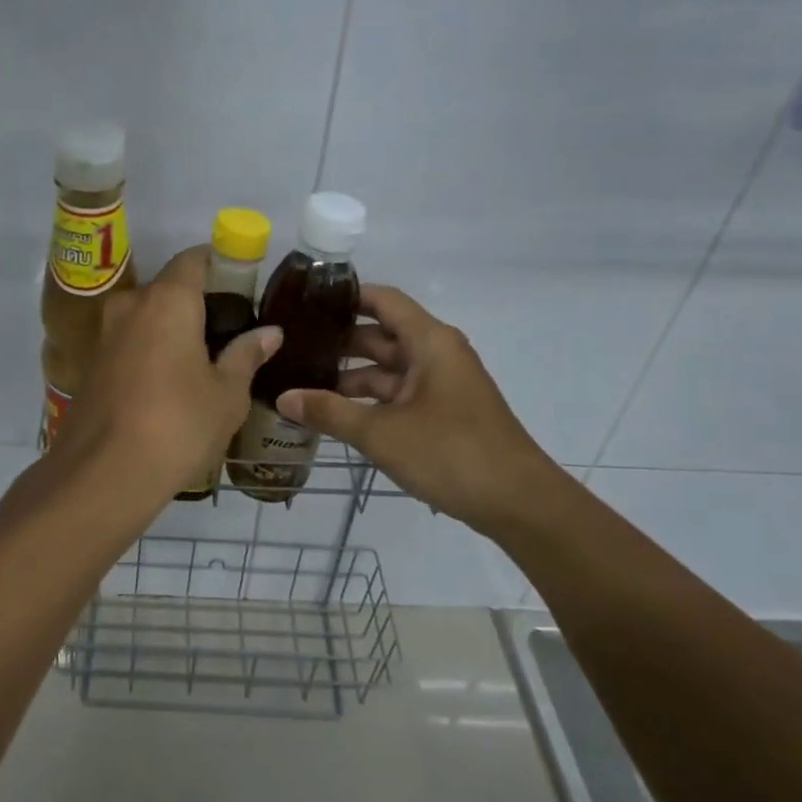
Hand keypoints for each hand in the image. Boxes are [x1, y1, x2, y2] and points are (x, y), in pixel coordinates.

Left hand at [50, 246, 281, 503]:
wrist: (103, 474)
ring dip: (172, 329)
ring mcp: (105, 335)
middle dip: (198, 302)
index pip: (194, 259)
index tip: (243, 286)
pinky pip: (130, 343)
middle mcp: (131, 305)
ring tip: (204, 360)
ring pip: (146, 317)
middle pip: (169, 288)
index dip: (221, 264)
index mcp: (168, 300)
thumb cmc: (178, 426)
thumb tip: (270, 332)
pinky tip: (170, 383)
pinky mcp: (92, 365)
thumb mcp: (227, 395)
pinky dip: (151, 350)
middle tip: (230, 331)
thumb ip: (246, 356)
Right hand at [274, 286, 566, 538]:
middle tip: (290, 350)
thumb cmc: (451, 453)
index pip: (383, 301)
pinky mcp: (442, 413)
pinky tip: (334, 414)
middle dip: (338, 343)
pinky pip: (397, 395)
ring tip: (301, 385)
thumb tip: (283, 397)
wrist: (518, 503)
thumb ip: (329, 413)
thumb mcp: (381, 433)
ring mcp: (440, 385)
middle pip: (380, 336)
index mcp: (429, 342)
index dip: (345, 298)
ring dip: (349, 378)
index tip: (304, 303)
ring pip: (387, 370)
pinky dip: (368, 401)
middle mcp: (436, 354)